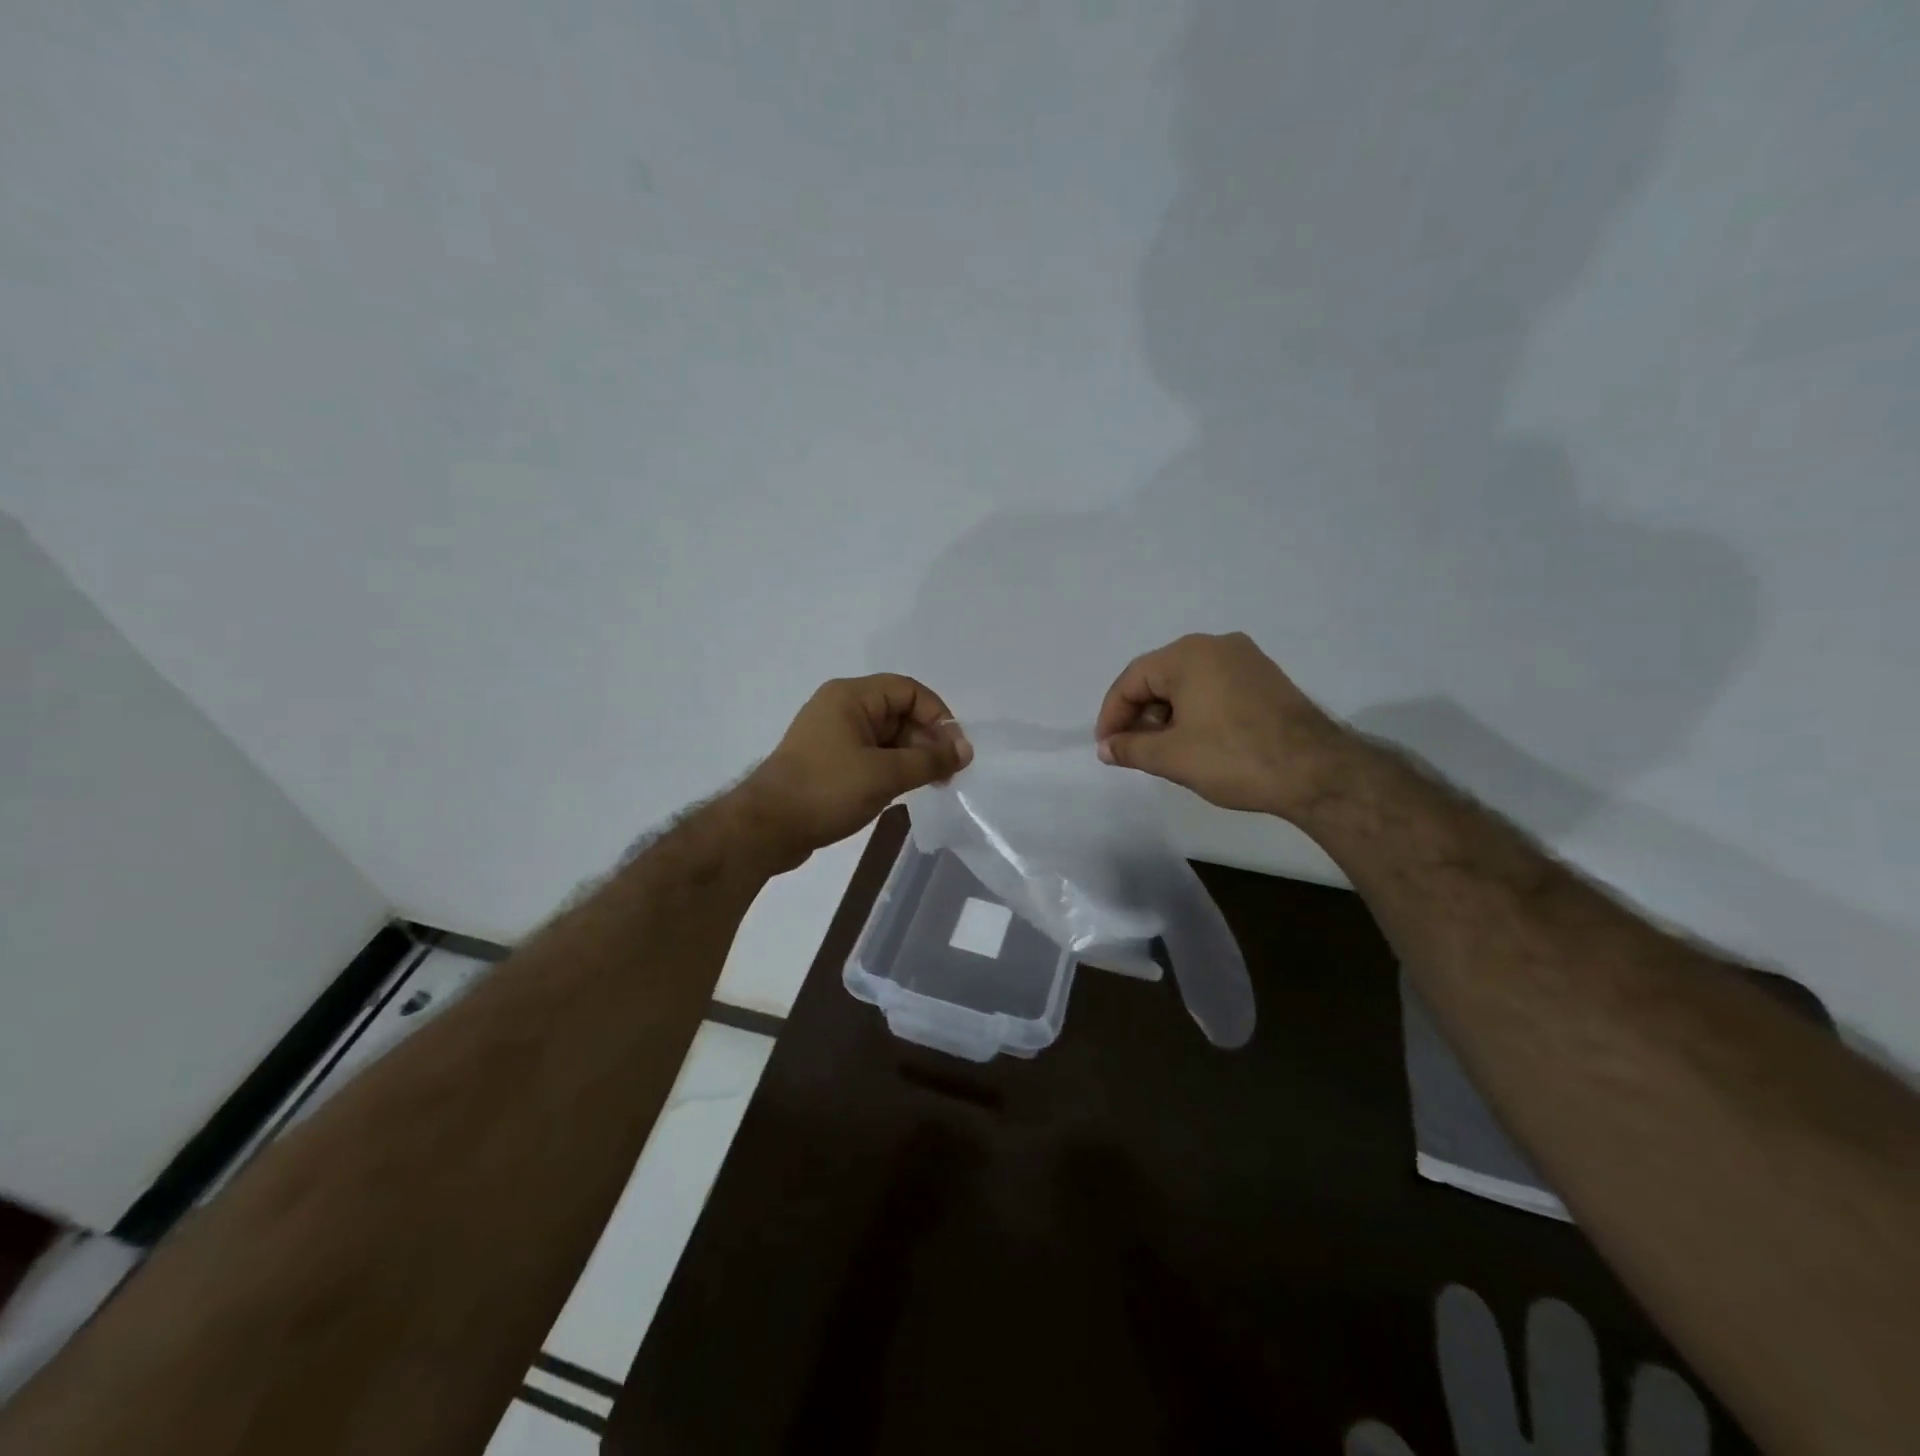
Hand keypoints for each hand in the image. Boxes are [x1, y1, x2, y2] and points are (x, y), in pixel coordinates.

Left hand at [737, 674, 971, 871]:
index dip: (938, 716)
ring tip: (932, 785)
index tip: (955, 750)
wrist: (766, 828)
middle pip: (899, 713)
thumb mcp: (885, 774)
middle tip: (948, 774)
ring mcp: (833, 736)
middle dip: (927, 740)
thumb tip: (965, 750)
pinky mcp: (829, 762)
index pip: (909, 691)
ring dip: (912, 757)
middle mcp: (842, 708)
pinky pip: (871, 756)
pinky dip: (892, 769)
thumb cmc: (827, 790)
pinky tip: (906, 791)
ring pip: (887, 737)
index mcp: (851, 696)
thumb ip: (929, 760)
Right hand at [1094, 632, 1352, 818]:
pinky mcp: (1265, 678)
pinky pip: (1214, 687)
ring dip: (1166, 714)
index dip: (1112, 715)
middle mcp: (1216, 645)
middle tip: (1133, 750)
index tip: (1107, 748)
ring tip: (1163, 750)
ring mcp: (1246, 659)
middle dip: (1140, 715)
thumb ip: (1130, 748)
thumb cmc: (1234, 757)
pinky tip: (1195, 740)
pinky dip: (1194, 710)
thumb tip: (1106, 748)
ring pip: (1187, 683)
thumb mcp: (1171, 757)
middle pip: (1159, 677)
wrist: (1316, 772)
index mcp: (1188, 655)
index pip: (1132, 679)